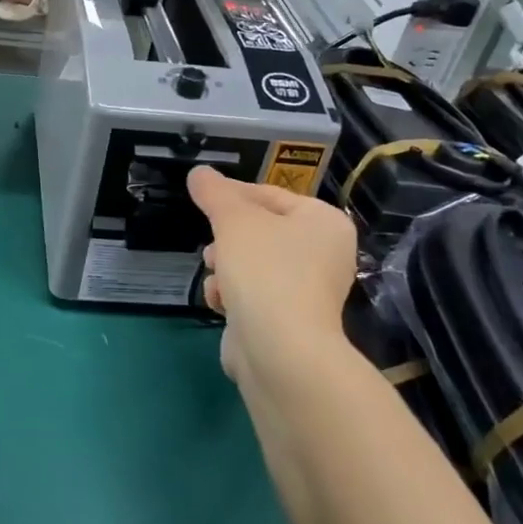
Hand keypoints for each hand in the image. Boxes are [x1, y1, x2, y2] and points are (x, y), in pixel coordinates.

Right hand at [188, 166, 360, 394]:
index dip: (233, 194)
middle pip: (262, 231)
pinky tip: (220, 302)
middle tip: (211, 242)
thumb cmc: (264, 270)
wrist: (280, 351)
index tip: (202, 198)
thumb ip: (214, 193)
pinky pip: (254, 295)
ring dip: (226, 267)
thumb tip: (199, 172)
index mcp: (324, 222)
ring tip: (214, 274)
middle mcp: (324, 254)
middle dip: (228, 238)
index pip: (271, 195)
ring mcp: (309, 291)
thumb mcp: (234, 220)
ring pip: (253, 264)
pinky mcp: (290, 321)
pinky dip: (234, 296)